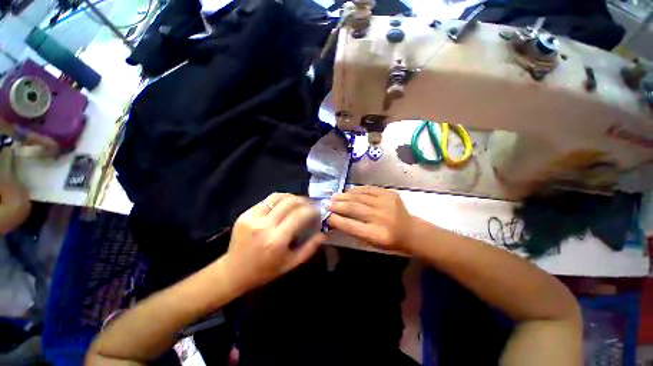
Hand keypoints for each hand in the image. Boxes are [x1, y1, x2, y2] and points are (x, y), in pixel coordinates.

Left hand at [223, 193, 324, 293]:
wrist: (233, 272)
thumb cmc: (265, 271)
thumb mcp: (291, 263)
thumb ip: (310, 247)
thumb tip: (323, 233)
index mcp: (277, 240)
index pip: (300, 215)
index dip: (312, 209)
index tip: (318, 210)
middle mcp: (264, 225)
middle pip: (290, 202)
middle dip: (304, 201)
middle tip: (310, 204)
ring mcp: (252, 217)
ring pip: (278, 197)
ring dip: (292, 197)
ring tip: (298, 202)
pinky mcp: (245, 214)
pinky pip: (266, 200)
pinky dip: (279, 200)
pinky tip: (283, 205)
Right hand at [327, 186, 414, 252]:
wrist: (411, 231)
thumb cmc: (388, 241)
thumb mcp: (370, 242)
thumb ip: (353, 231)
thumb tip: (335, 219)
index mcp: (376, 234)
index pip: (350, 225)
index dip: (336, 219)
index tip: (326, 215)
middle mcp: (381, 217)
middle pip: (354, 208)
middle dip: (337, 205)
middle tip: (327, 203)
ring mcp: (386, 203)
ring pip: (359, 197)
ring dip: (344, 196)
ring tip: (334, 196)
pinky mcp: (389, 193)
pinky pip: (368, 189)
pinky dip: (356, 190)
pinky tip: (348, 191)